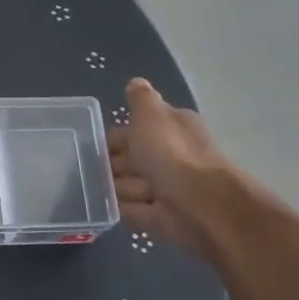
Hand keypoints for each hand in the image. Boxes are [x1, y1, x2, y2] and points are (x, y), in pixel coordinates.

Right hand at [107, 78, 244, 255]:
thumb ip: (140, 100)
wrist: (201, 206)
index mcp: (172, 128)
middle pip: (129, 158)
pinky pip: (132, 211)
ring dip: (122, 188)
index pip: (136, 128)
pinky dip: (126, 209)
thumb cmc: (172, 155)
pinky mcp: (160, 217)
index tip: (97, 143)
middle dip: (114, 164)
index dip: (116, 136)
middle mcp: (170, 156)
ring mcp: (165, 188)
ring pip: (127, 185)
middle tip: (103, 169)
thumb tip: (136, 82)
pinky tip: (118, 208)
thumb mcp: (151, 116)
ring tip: (125, 190)